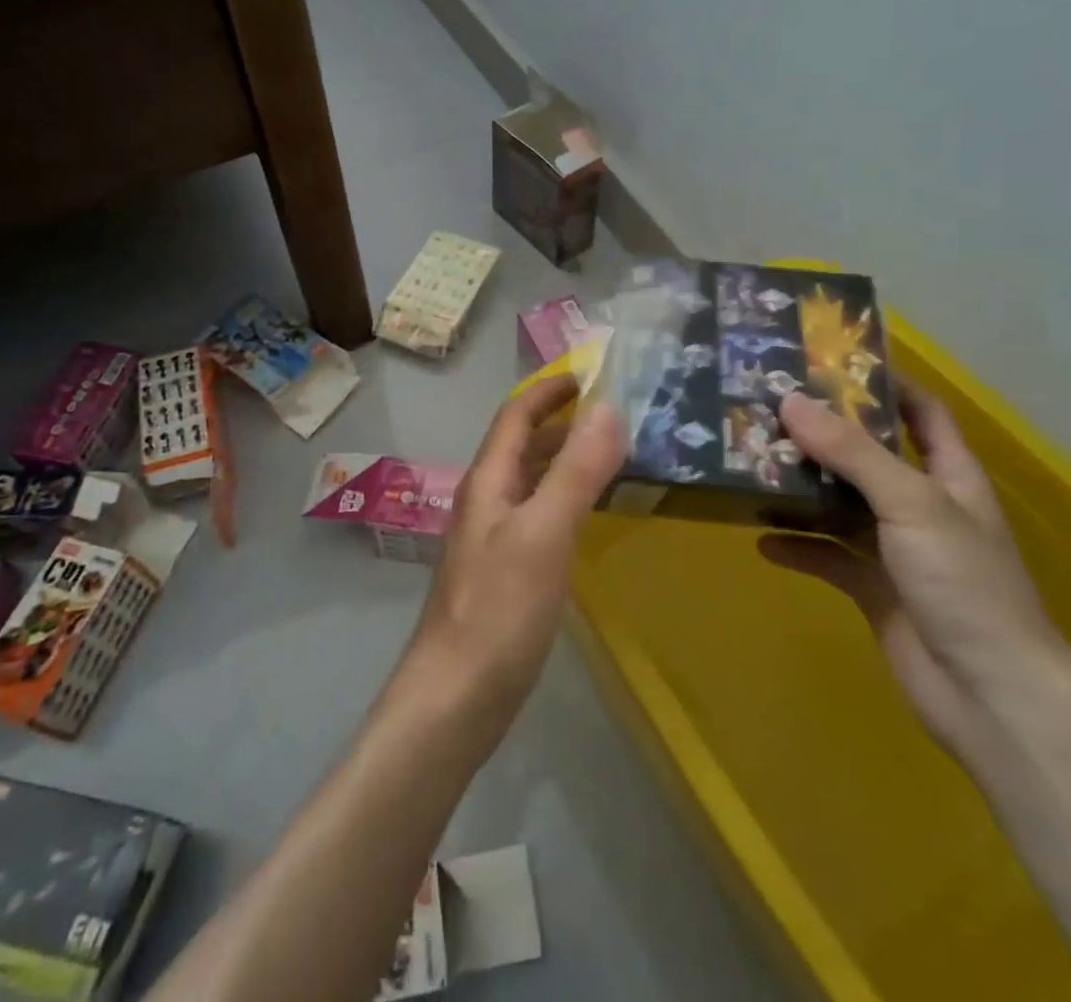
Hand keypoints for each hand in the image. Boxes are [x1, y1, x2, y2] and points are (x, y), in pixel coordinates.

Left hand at [400, 375, 624, 749]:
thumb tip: (609, 409)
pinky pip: (539, 515)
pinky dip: (566, 498)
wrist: (455, 697)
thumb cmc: (498, 609)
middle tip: (616, 413)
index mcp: (489, 481)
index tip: (589, 373)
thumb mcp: (544, 533)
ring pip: (532, 480)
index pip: (516, 415)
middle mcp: (488, 500)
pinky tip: (590, 514)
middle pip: (523, 445)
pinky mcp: (506, 572)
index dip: (549, 390)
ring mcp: (494, 538)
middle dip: (562, 421)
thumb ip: (576, 472)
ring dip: (565, 459)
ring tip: (612, 454)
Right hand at [760, 385, 1070, 756]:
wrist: (991, 696)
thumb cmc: (965, 584)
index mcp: (949, 477)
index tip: (832, 362)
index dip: (887, 384)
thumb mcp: (912, 503)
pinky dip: (799, 548)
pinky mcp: (874, 590)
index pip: (923, 413)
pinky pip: (828, 558)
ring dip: (803, 490)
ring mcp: (898, 550)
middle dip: (824, 435)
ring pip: (842, 506)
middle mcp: (922, 506)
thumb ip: (851, 452)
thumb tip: (790, 401)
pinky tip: (761, 540)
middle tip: (769, 410)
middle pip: (869, 456)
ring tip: (753, 466)